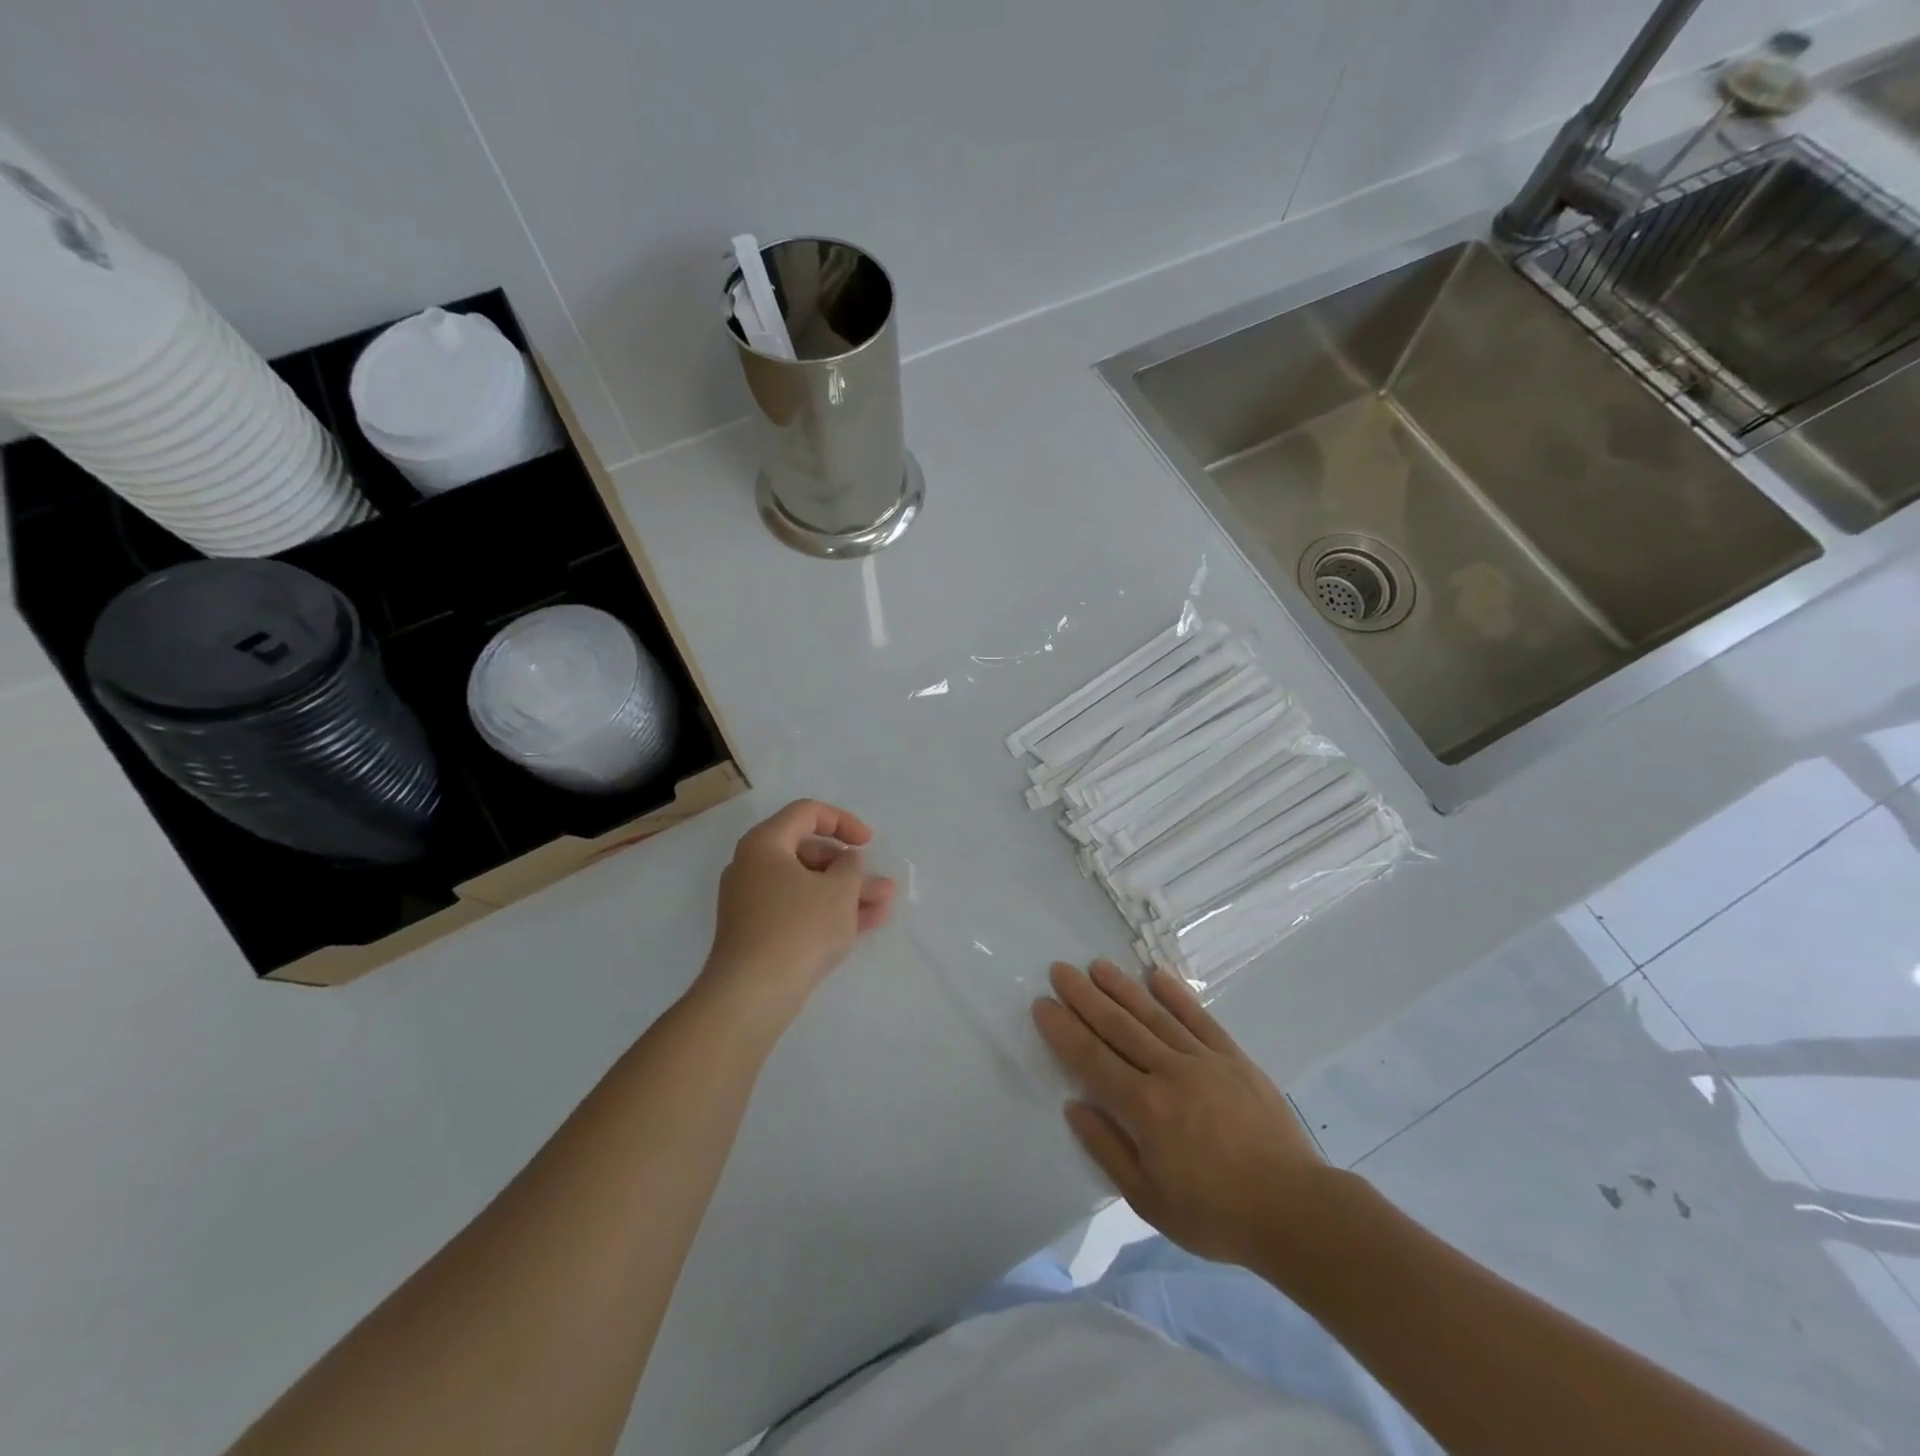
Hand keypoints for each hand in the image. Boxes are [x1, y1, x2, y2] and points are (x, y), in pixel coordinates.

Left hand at [700, 800, 895, 1021]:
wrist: (752, 994)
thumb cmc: (799, 927)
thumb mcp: (839, 890)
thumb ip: (851, 867)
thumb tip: (846, 862)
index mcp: (765, 844)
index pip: (806, 813)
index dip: (843, 822)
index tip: (869, 842)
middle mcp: (752, 867)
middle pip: (808, 852)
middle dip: (849, 867)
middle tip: (878, 883)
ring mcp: (752, 903)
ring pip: (807, 886)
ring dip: (845, 892)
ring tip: (883, 904)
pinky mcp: (757, 933)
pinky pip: (798, 910)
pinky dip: (827, 912)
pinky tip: (864, 924)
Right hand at [1033, 960, 1328, 1268]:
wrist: (1294, 1210)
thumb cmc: (1215, 1215)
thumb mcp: (1149, 1200)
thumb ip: (1107, 1150)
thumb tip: (1074, 1106)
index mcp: (1145, 1109)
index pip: (1092, 1059)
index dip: (1064, 1030)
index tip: (1042, 1003)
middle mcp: (1170, 1073)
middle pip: (1118, 1027)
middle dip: (1085, 997)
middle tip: (1060, 970)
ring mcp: (1204, 1060)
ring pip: (1154, 1015)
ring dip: (1122, 988)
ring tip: (1097, 965)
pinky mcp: (1234, 1057)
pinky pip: (1199, 1018)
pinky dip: (1176, 995)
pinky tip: (1156, 974)